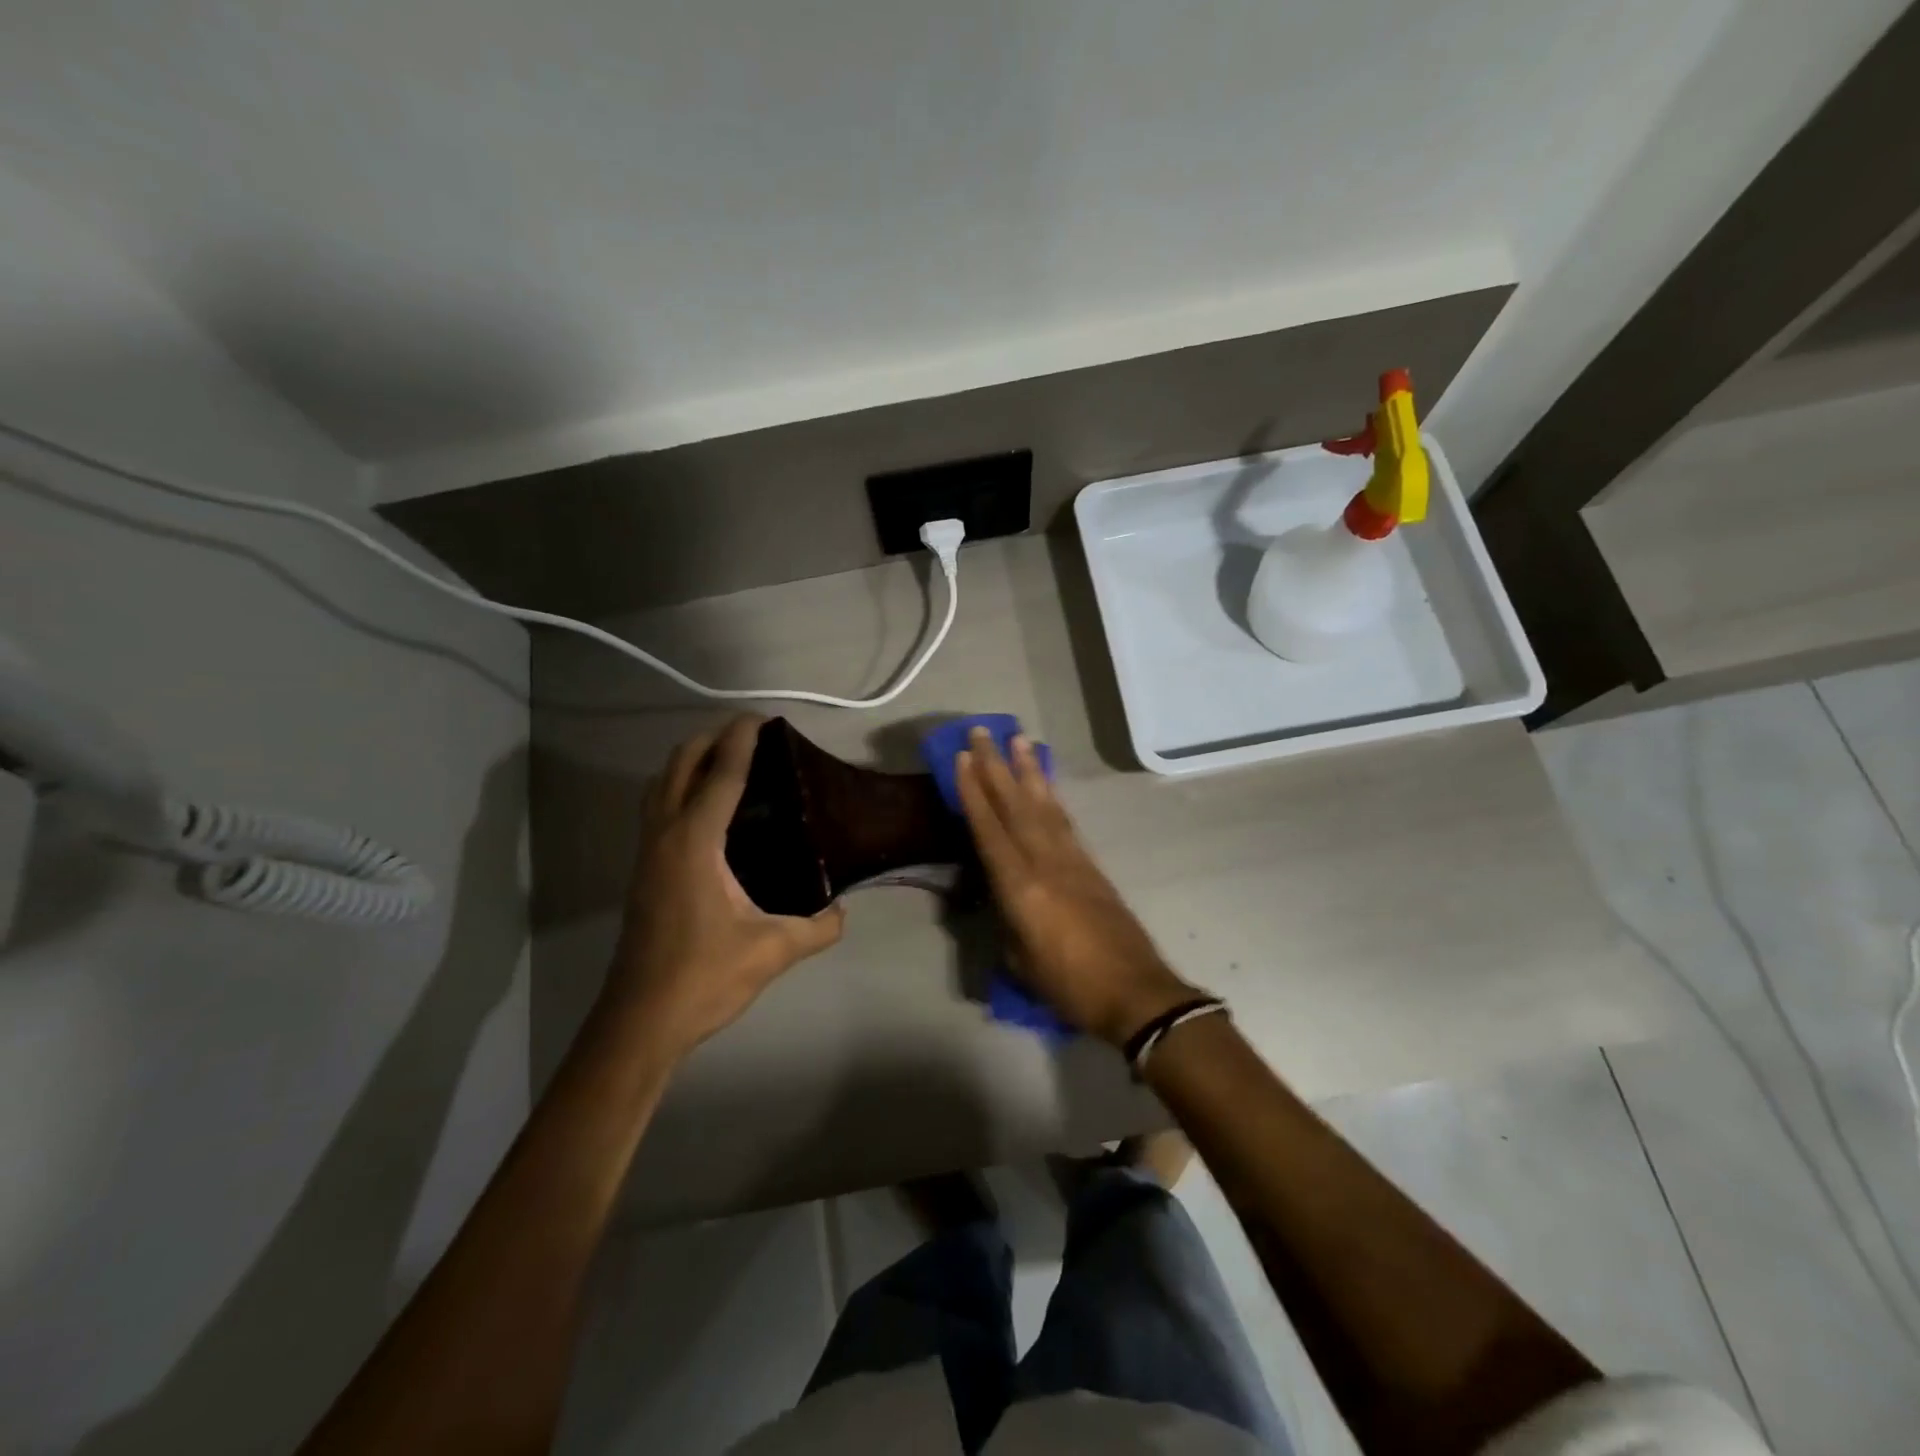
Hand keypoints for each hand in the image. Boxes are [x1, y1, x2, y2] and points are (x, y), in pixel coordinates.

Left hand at [607, 716, 844, 1055]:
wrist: (641, 1020)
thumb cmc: (704, 977)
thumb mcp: (772, 951)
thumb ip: (817, 928)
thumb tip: (843, 912)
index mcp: (695, 843)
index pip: (720, 774)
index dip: (742, 740)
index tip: (761, 717)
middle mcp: (665, 836)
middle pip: (679, 765)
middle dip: (710, 739)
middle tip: (749, 734)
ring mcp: (647, 853)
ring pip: (660, 784)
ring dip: (689, 760)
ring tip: (725, 759)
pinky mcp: (643, 871)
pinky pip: (657, 807)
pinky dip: (678, 787)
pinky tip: (706, 809)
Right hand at [955, 727, 1197, 1045]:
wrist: (1135, 992)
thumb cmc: (1069, 986)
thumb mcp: (1020, 960)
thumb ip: (1008, 920)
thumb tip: (1004, 898)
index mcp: (1021, 886)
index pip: (989, 828)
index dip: (973, 791)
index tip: (963, 757)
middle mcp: (1045, 861)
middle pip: (1015, 804)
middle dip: (996, 765)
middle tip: (984, 730)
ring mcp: (1072, 859)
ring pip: (1044, 805)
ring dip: (1028, 771)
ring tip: (1018, 741)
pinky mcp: (1091, 866)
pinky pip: (1064, 821)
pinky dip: (1051, 798)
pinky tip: (1044, 786)